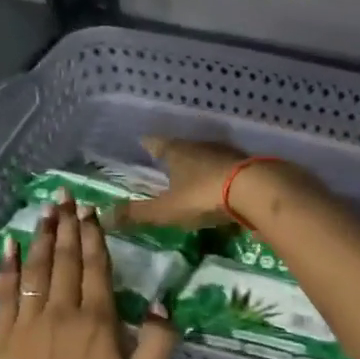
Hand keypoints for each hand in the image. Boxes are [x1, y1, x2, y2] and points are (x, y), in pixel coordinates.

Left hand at [0, 195, 177, 358]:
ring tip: (46, 210)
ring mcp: (28, 323)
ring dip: (42, 236)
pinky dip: (8, 267)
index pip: (96, 267)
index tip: (92, 210)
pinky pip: (5, 293)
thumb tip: (162, 303)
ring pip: (37, 269)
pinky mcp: (4, 338)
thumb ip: (157, 344)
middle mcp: (61, 313)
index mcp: (96, 323)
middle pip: (66, 259)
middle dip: (68, 225)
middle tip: (67, 196)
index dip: (94, 236)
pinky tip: (11, 246)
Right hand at [109, 135, 248, 230]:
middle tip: (166, 160)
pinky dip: (220, 174)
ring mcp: (226, 153)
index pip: (156, 143)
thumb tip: (103, 215)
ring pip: (206, 155)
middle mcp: (200, 146)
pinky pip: (227, 167)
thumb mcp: (167, 209)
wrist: (256, 190)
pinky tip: (221, 184)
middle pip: (183, 147)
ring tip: (192, 173)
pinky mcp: (247, 165)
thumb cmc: (204, 196)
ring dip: (199, 162)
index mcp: (177, 151)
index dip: (148, 144)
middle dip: (174, 153)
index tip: (142, 142)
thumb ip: (138, 214)